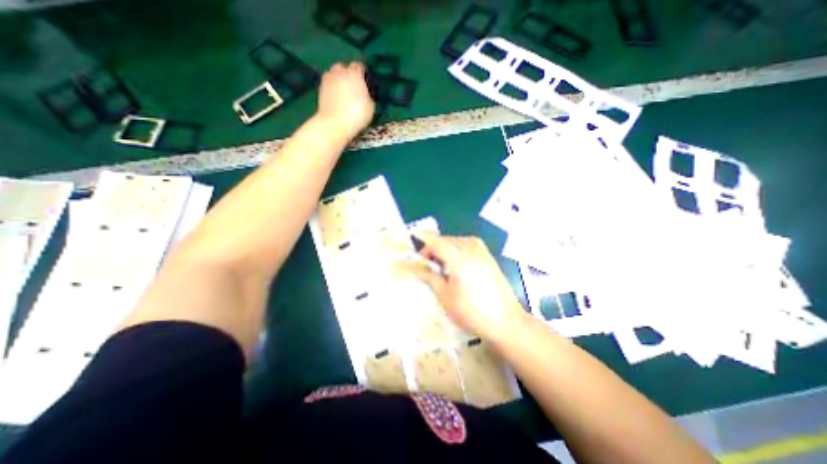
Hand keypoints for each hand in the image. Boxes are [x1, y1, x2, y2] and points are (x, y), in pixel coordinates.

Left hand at [318, 61, 375, 138]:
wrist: (334, 124)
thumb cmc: (357, 115)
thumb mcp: (371, 106)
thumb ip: (367, 94)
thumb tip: (365, 92)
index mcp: (354, 74)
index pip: (359, 65)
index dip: (363, 72)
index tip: (366, 80)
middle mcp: (339, 72)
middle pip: (344, 66)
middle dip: (348, 72)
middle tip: (353, 84)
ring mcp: (327, 79)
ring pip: (334, 73)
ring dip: (339, 78)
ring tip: (343, 89)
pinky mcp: (320, 88)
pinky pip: (328, 83)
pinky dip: (332, 87)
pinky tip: (336, 96)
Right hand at [400, 235, 522, 340]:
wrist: (506, 321)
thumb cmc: (471, 311)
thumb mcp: (444, 295)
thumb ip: (427, 276)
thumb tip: (411, 266)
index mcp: (459, 256)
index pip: (434, 241)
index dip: (421, 239)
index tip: (411, 242)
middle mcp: (471, 247)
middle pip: (445, 240)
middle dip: (432, 249)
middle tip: (426, 267)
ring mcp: (481, 250)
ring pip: (455, 242)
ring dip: (444, 251)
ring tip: (441, 269)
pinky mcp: (488, 255)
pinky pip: (466, 246)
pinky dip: (456, 252)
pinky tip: (456, 268)